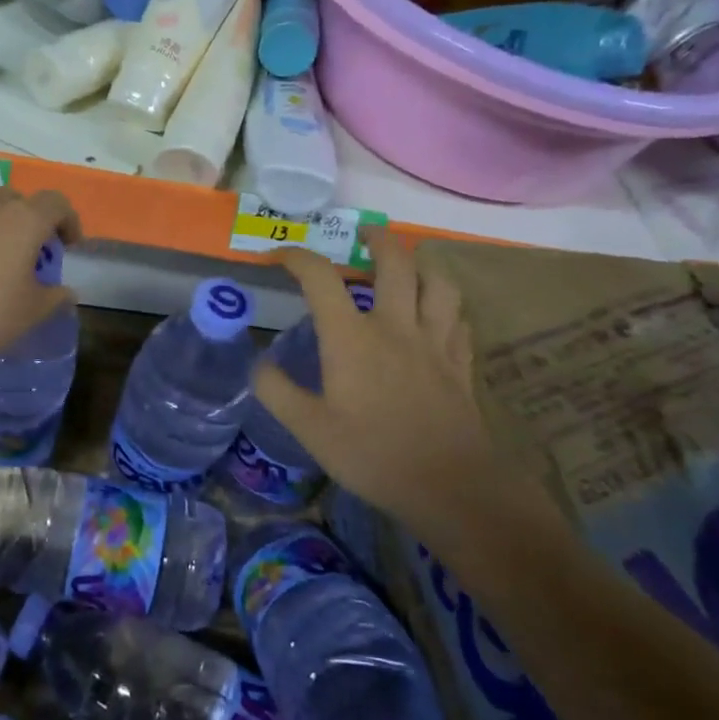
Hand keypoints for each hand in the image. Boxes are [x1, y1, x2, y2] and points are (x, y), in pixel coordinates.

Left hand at [0, 187, 80, 366]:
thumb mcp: (32, 311)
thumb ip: (54, 297)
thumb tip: (66, 292)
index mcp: (25, 218)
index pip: (56, 203)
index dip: (68, 220)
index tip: (69, 245)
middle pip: (19, 199)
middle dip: (32, 219)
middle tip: (34, 250)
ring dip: (0, 222)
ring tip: (1, 253)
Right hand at [257, 228, 556, 555]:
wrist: (450, 486)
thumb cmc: (372, 454)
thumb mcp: (309, 429)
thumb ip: (277, 392)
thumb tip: (258, 364)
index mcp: (351, 337)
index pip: (321, 278)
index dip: (296, 258)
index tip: (278, 256)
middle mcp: (395, 326)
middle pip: (395, 263)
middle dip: (378, 240)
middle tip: (365, 234)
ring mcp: (434, 342)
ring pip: (438, 283)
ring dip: (422, 265)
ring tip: (410, 265)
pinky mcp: (460, 363)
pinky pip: (458, 318)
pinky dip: (446, 306)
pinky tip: (438, 314)